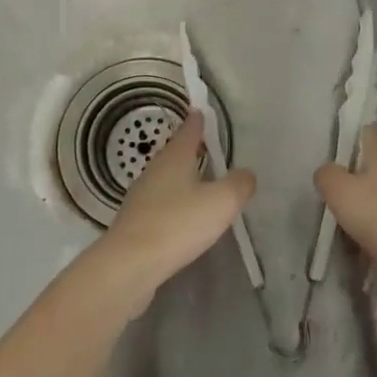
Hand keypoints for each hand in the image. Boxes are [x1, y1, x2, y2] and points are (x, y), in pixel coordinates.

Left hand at [92, 115, 255, 312]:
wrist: (129, 265)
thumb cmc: (178, 224)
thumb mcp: (221, 202)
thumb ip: (239, 184)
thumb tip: (246, 173)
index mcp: (174, 158)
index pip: (188, 131)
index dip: (197, 122)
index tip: (201, 111)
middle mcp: (154, 171)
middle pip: (174, 154)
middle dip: (190, 149)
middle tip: (206, 147)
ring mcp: (141, 198)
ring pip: (166, 179)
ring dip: (182, 178)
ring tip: (200, 183)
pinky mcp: (135, 224)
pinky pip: (160, 205)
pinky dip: (174, 204)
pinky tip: (183, 218)